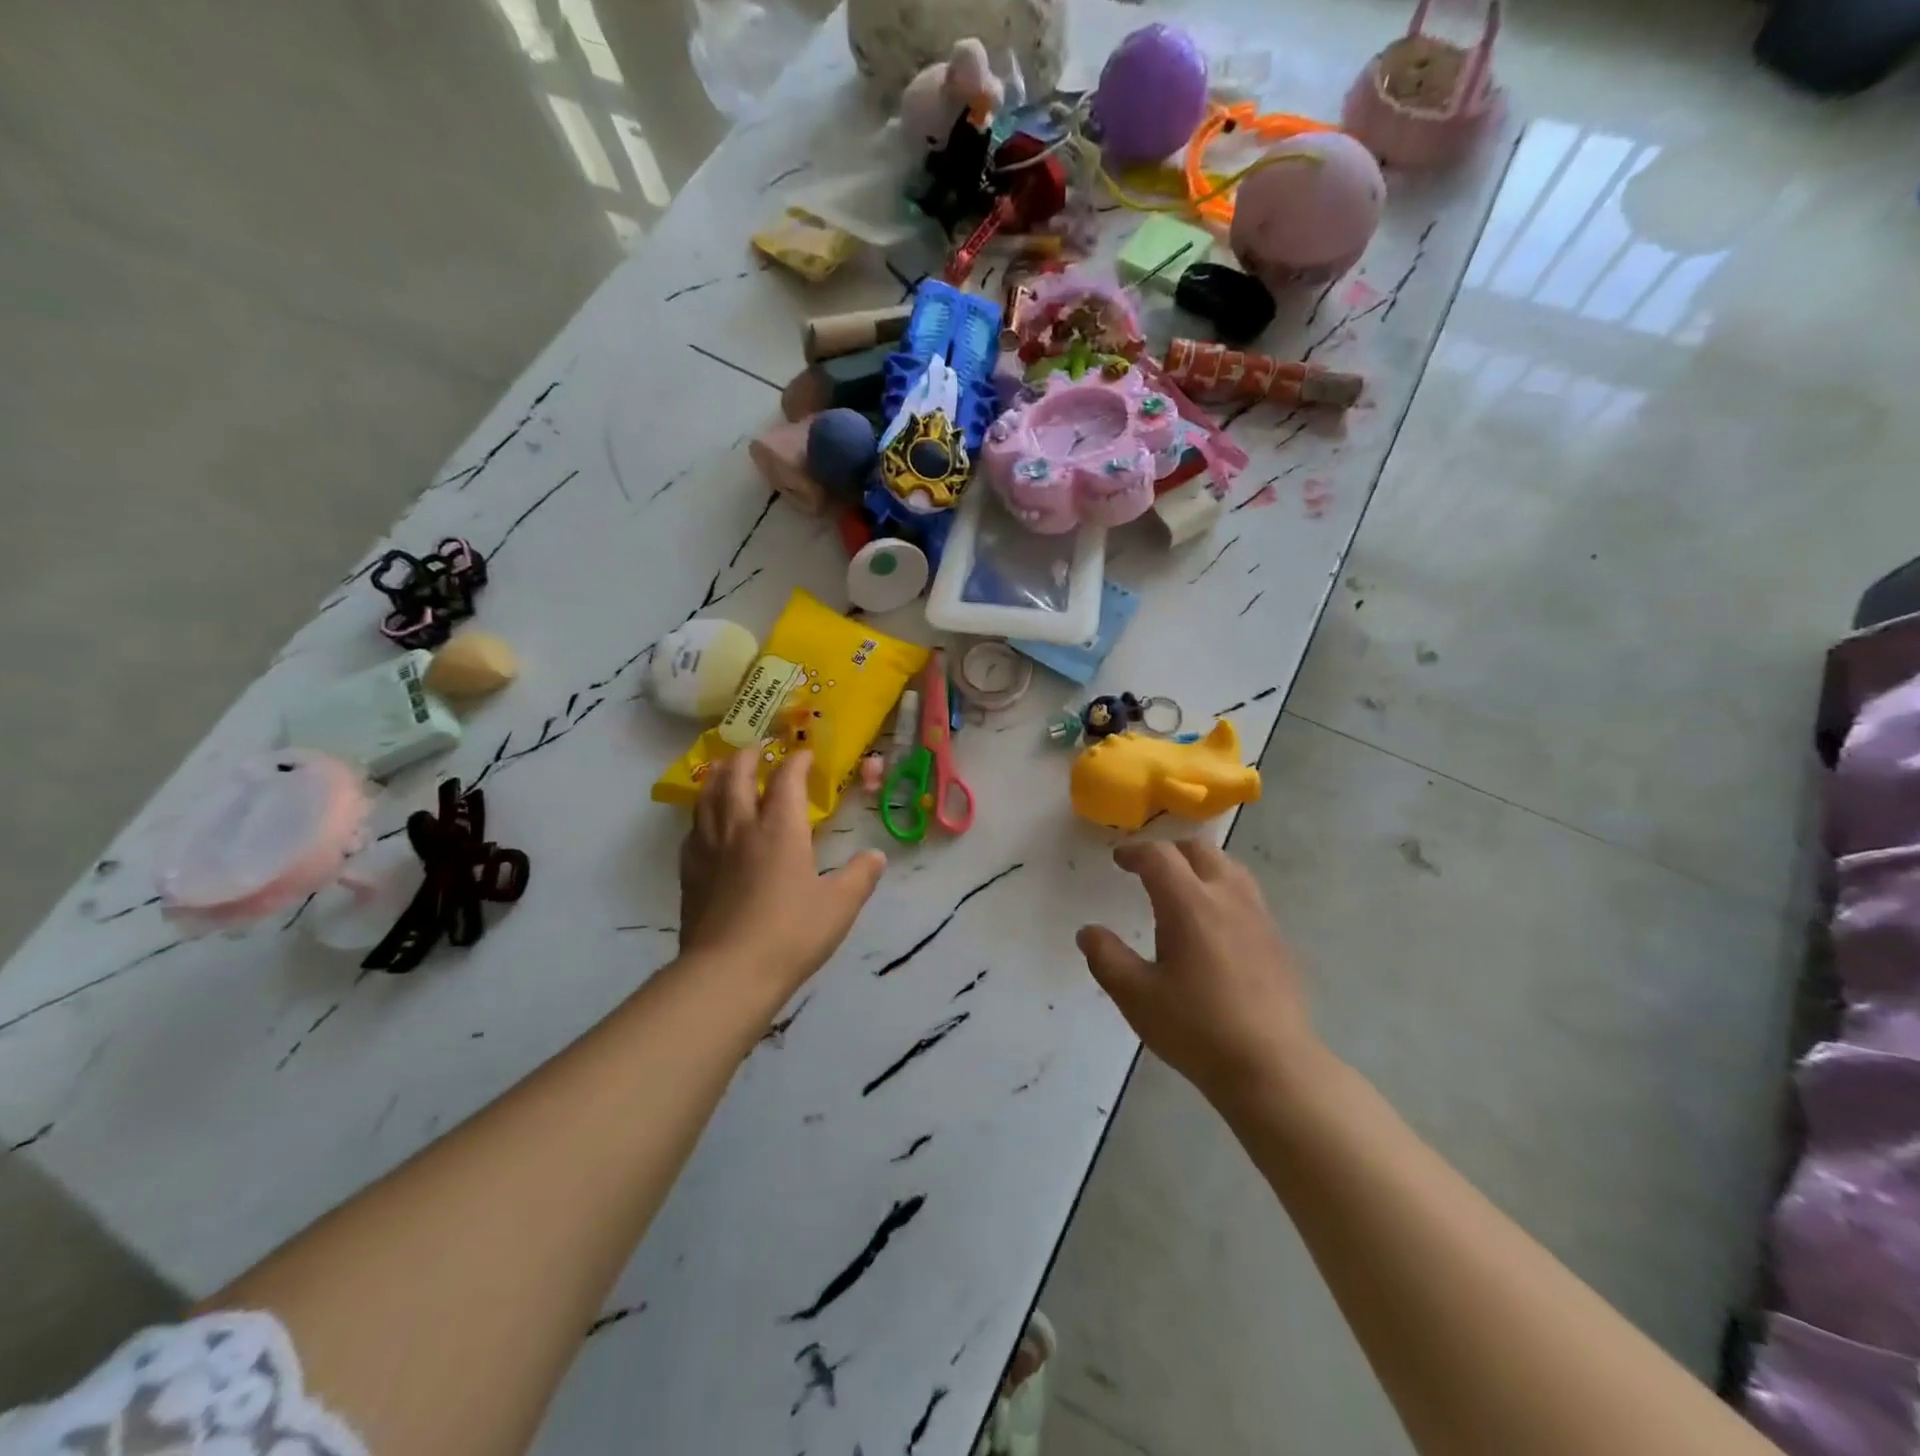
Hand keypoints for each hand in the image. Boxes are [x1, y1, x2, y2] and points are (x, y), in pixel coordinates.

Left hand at [679, 748, 885, 1001]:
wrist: (728, 972)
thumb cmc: (791, 934)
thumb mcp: (840, 906)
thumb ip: (860, 876)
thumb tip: (876, 856)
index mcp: (780, 828)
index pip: (786, 779)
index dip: (797, 761)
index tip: (806, 754)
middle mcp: (740, 827)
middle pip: (736, 776)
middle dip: (748, 756)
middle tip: (758, 748)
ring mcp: (709, 848)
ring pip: (707, 796)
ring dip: (719, 776)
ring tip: (726, 770)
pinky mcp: (690, 871)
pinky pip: (693, 828)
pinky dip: (702, 813)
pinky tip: (706, 822)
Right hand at [1077, 840, 1318, 1108]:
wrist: (1272, 1067)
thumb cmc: (1197, 1029)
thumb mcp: (1136, 996)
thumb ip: (1106, 958)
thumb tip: (1088, 932)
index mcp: (1189, 904)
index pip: (1160, 856)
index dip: (1135, 852)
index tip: (1119, 860)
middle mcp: (1227, 898)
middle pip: (1200, 850)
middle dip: (1170, 851)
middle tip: (1148, 869)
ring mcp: (1259, 917)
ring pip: (1230, 868)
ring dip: (1201, 866)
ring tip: (1182, 888)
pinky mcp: (1277, 940)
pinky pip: (1247, 894)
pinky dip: (1223, 890)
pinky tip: (1214, 924)